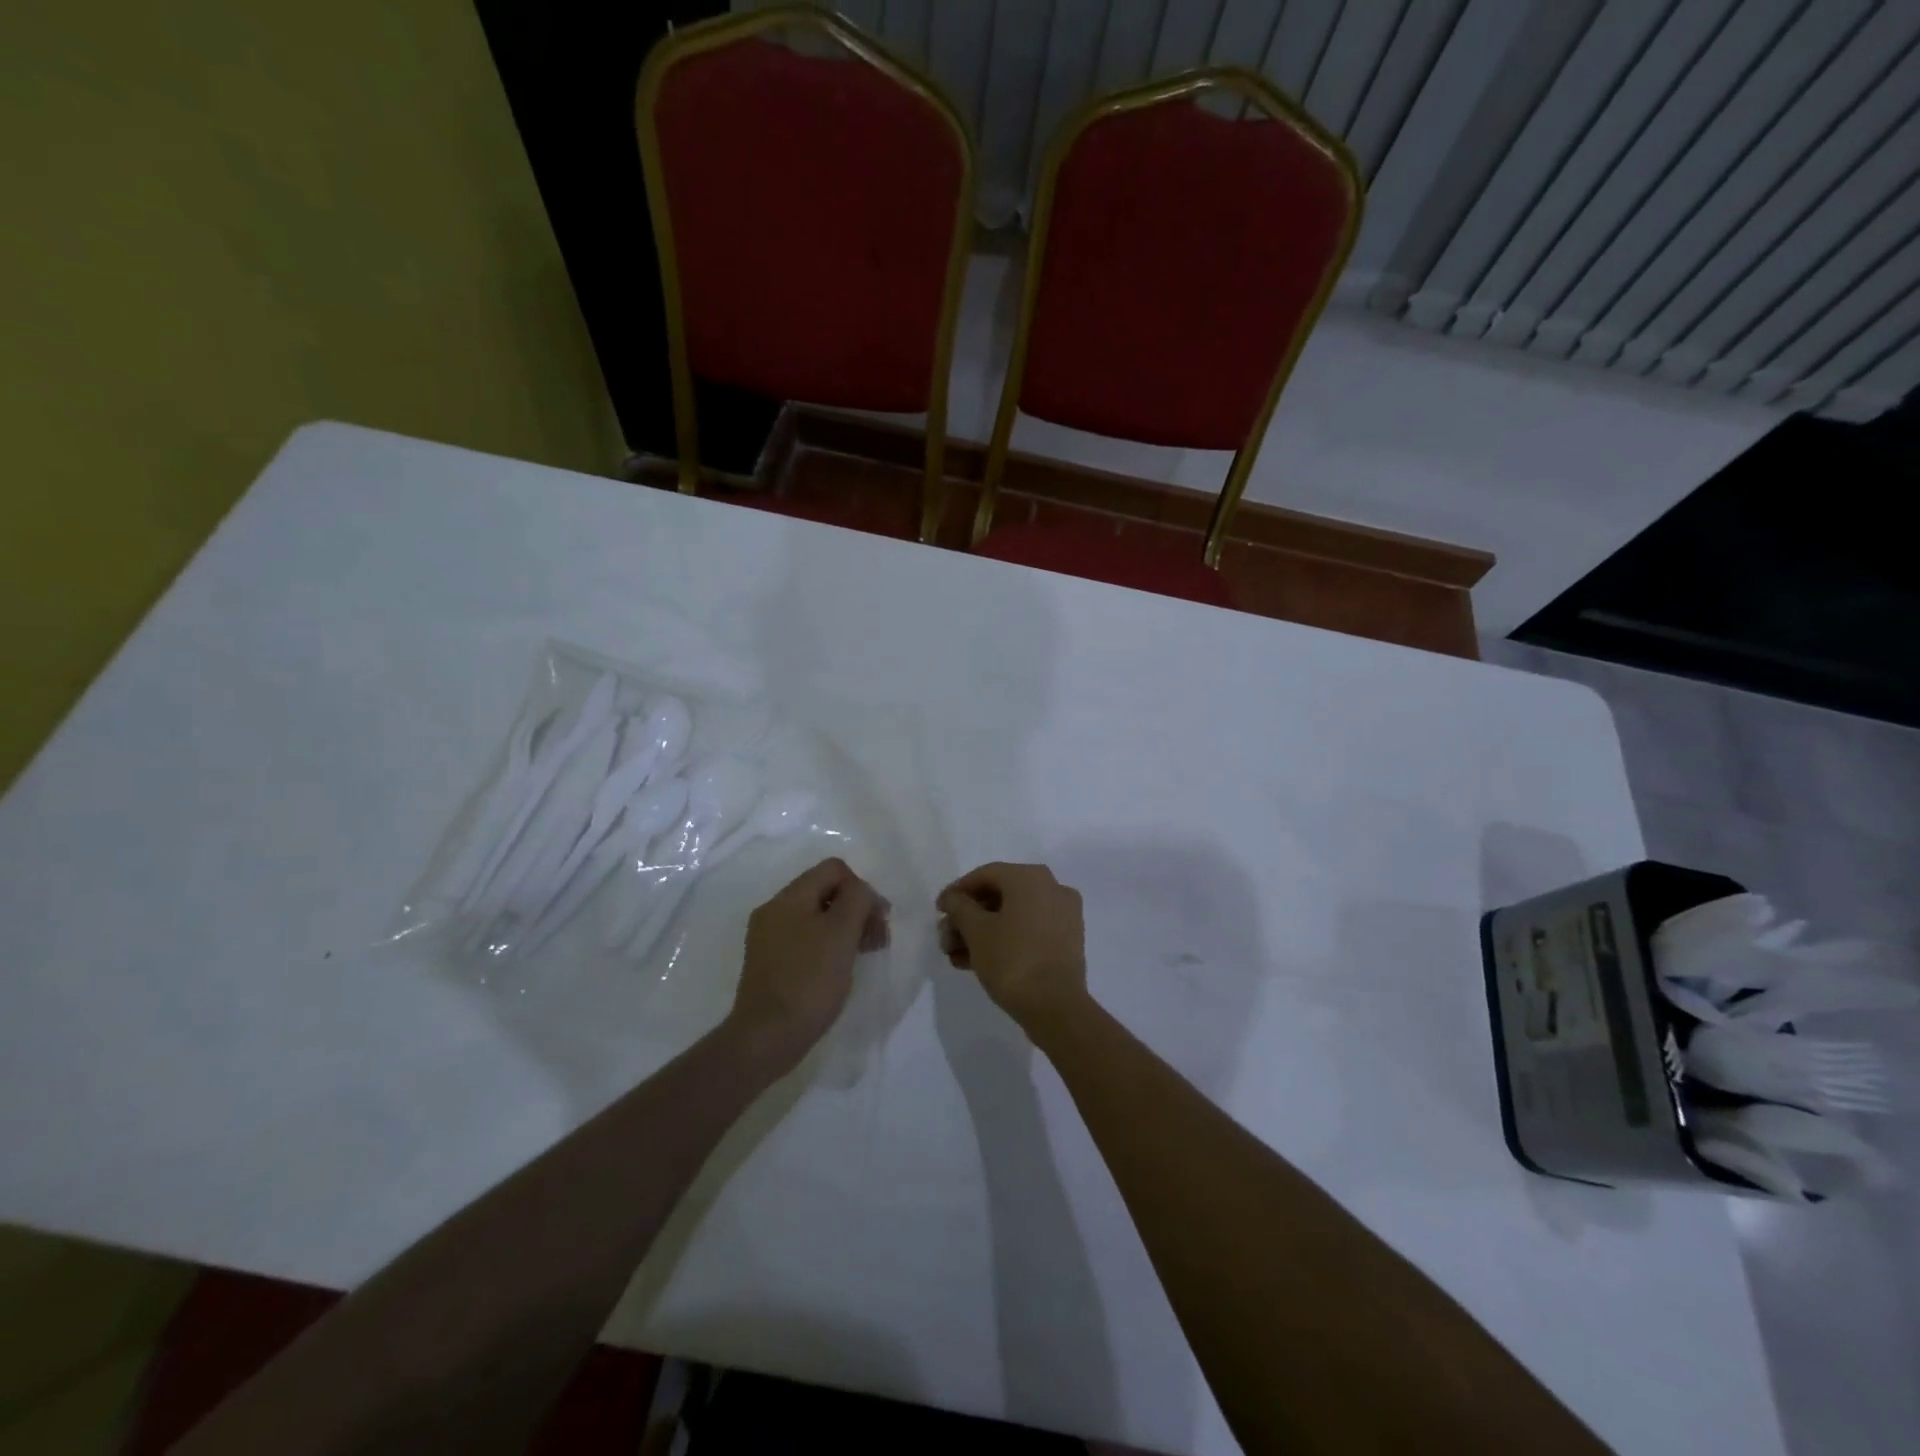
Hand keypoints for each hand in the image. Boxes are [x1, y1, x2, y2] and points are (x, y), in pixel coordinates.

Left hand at [728, 858, 888, 1073]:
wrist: (765, 1038)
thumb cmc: (809, 981)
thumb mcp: (841, 933)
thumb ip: (857, 900)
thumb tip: (862, 892)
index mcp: (788, 898)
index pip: (833, 869)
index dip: (862, 888)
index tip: (877, 921)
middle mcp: (774, 911)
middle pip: (825, 891)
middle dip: (856, 909)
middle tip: (877, 940)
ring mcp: (769, 938)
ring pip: (817, 917)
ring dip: (845, 929)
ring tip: (863, 955)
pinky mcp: (770, 964)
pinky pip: (805, 940)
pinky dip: (828, 947)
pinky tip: (838, 970)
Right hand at [937, 862, 1086, 1031]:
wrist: (1056, 1006)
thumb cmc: (1012, 959)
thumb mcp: (976, 931)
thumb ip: (959, 907)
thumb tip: (953, 898)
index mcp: (1031, 877)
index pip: (985, 874)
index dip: (957, 891)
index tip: (938, 911)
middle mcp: (1052, 888)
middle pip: (999, 896)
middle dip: (967, 918)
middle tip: (945, 939)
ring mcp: (1063, 915)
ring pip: (1013, 916)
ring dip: (981, 932)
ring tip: (955, 956)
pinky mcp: (1066, 941)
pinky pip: (1028, 931)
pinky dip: (1003, 940)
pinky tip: (975, 962)